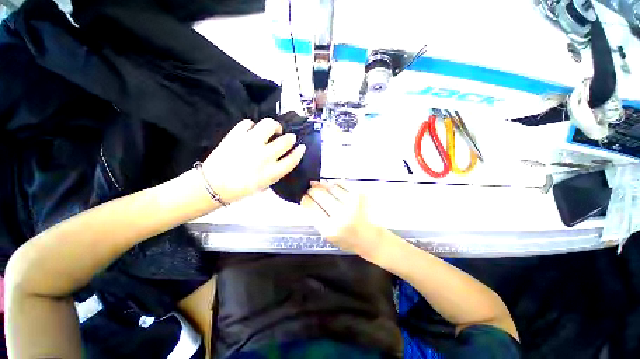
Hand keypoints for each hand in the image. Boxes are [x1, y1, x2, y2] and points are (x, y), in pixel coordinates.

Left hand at [202, 118, 305, 202]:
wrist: (214, 185)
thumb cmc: (241, 188)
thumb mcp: (265, 184)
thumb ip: (277, 171)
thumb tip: (284, 157)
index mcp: (272, 172)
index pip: (293, 159)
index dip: (299, 152)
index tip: (301, 147)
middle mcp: (265, 156)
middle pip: (286, 141)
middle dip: (290, 138)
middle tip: (287, 138)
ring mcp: (250, 143)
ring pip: (269, 125)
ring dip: (275, 126)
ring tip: (273, 129)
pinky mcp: (236, 135)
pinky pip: (249, 123)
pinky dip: (253, 126)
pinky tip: (252, 132)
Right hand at [301, 182, 381, 258]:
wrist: (371, 239)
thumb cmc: (347, 239)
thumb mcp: (327, 235)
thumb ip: (316, 216)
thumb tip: (307, 195)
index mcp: (329, 229)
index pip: (310, 205)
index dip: (305, 197)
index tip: (305, 194)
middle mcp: (341, 215)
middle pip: (318, 193)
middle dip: (313, 189)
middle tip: (313, 189)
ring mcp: (352, 203)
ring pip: (329, 186)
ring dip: (325, 187)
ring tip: (328, 192)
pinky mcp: (360, 195)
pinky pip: (341, 183)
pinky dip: (336, 184)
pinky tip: (336, 189)